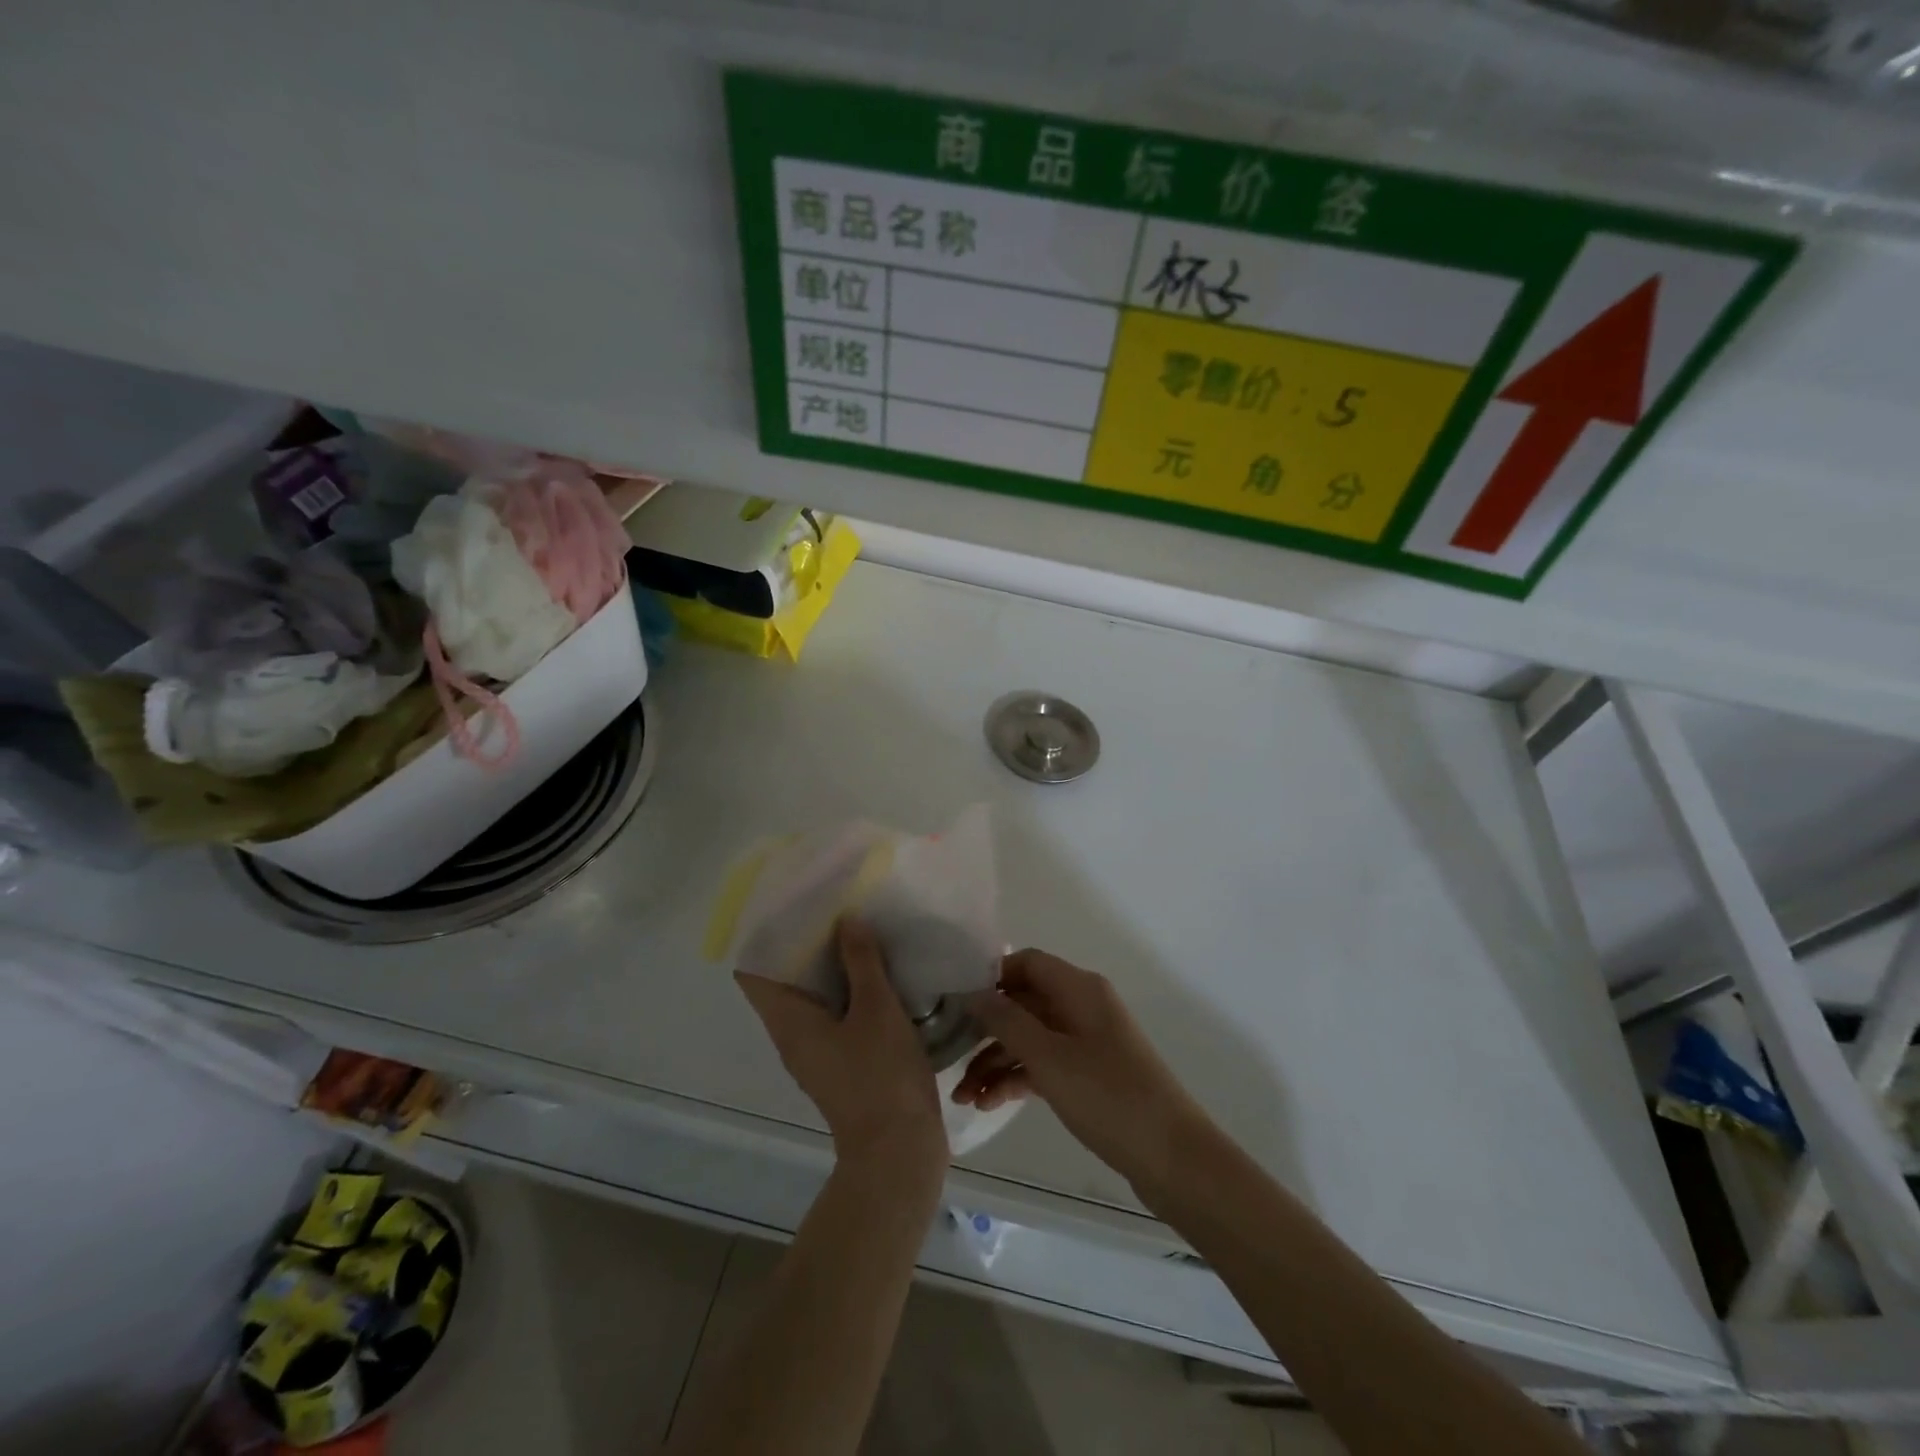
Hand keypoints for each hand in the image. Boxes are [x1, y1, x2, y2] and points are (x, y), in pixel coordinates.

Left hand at [737, 916, 947, 1175]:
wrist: (899, 1152)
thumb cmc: (881, 1076)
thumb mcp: (877, 1009)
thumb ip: (862, 962)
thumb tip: (846, 921)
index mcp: (789, 1022)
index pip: (754, 971)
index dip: (765, 936)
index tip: (790, 904)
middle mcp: (793, 1036)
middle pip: (784, 979)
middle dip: (806, 943)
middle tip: (833, 906)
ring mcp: (817, 1052)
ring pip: (812, 997)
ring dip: (830, 965)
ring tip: (856, 929)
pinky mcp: (841, 1063)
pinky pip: (834, 1014)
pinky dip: (847, 990)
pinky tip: (877, 972)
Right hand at [956, 949, 1214, 1194]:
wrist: (1172, 1157)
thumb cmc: (1108, 1096)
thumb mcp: (1049, 1058)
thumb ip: (1007, 1021)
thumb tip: (972, 993)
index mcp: (1079, 988)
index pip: (1026, 963)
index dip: (990, 976)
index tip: (954, 1001)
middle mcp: (1082, 1006)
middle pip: (1023, 1002)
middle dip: (985, 1030)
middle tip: (949, 1057)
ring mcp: (1086, 1041)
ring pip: (1030, 1037)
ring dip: (996, 1061)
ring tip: (963, 1097)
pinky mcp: (1088, 1074)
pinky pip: (1044, 1063)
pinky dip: (1017, 1078)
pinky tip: (989, 1104)